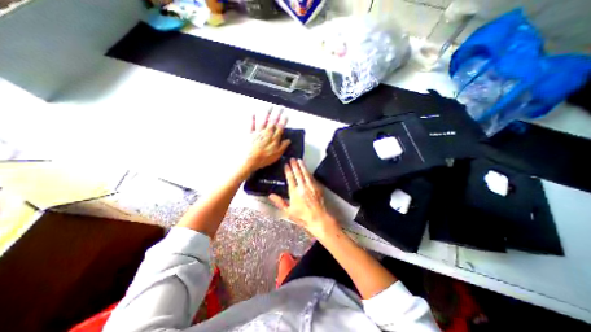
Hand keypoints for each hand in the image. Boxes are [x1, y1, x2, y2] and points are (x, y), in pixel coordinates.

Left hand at [243, 107, 289, 172]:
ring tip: (270, 107)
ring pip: (263, 121)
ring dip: (267, 113)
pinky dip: (252, 118)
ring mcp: (258, 132)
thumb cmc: (264, 158)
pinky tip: (253, 113)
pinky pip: (251, 124)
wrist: (250, 160)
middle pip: (273, 122)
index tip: (286, 115)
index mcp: (274, 138)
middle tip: (280, 108)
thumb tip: (288, 140)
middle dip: (277, 114)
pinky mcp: (250, 134)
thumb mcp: (277, 155)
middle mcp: (267, 133)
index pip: (280, 127)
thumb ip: (283, 146)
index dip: (283, 121)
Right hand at [269, 158, 336, 238]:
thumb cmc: (302, 216)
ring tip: (300, 160)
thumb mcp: (288, 211)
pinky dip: (309, 172)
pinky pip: (312, 178)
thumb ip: (279, 202)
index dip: (288, 171)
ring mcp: (311, 187)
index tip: (286, 165)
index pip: (290, 179)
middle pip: (298, 174)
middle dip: (295, 165)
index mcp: (294, 192)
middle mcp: (303, 187)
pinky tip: (307, 169)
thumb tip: (270, 195)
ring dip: (302, 166)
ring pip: (306, 174)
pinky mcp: (317, 188)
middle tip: (293, 159)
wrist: (318, 218)